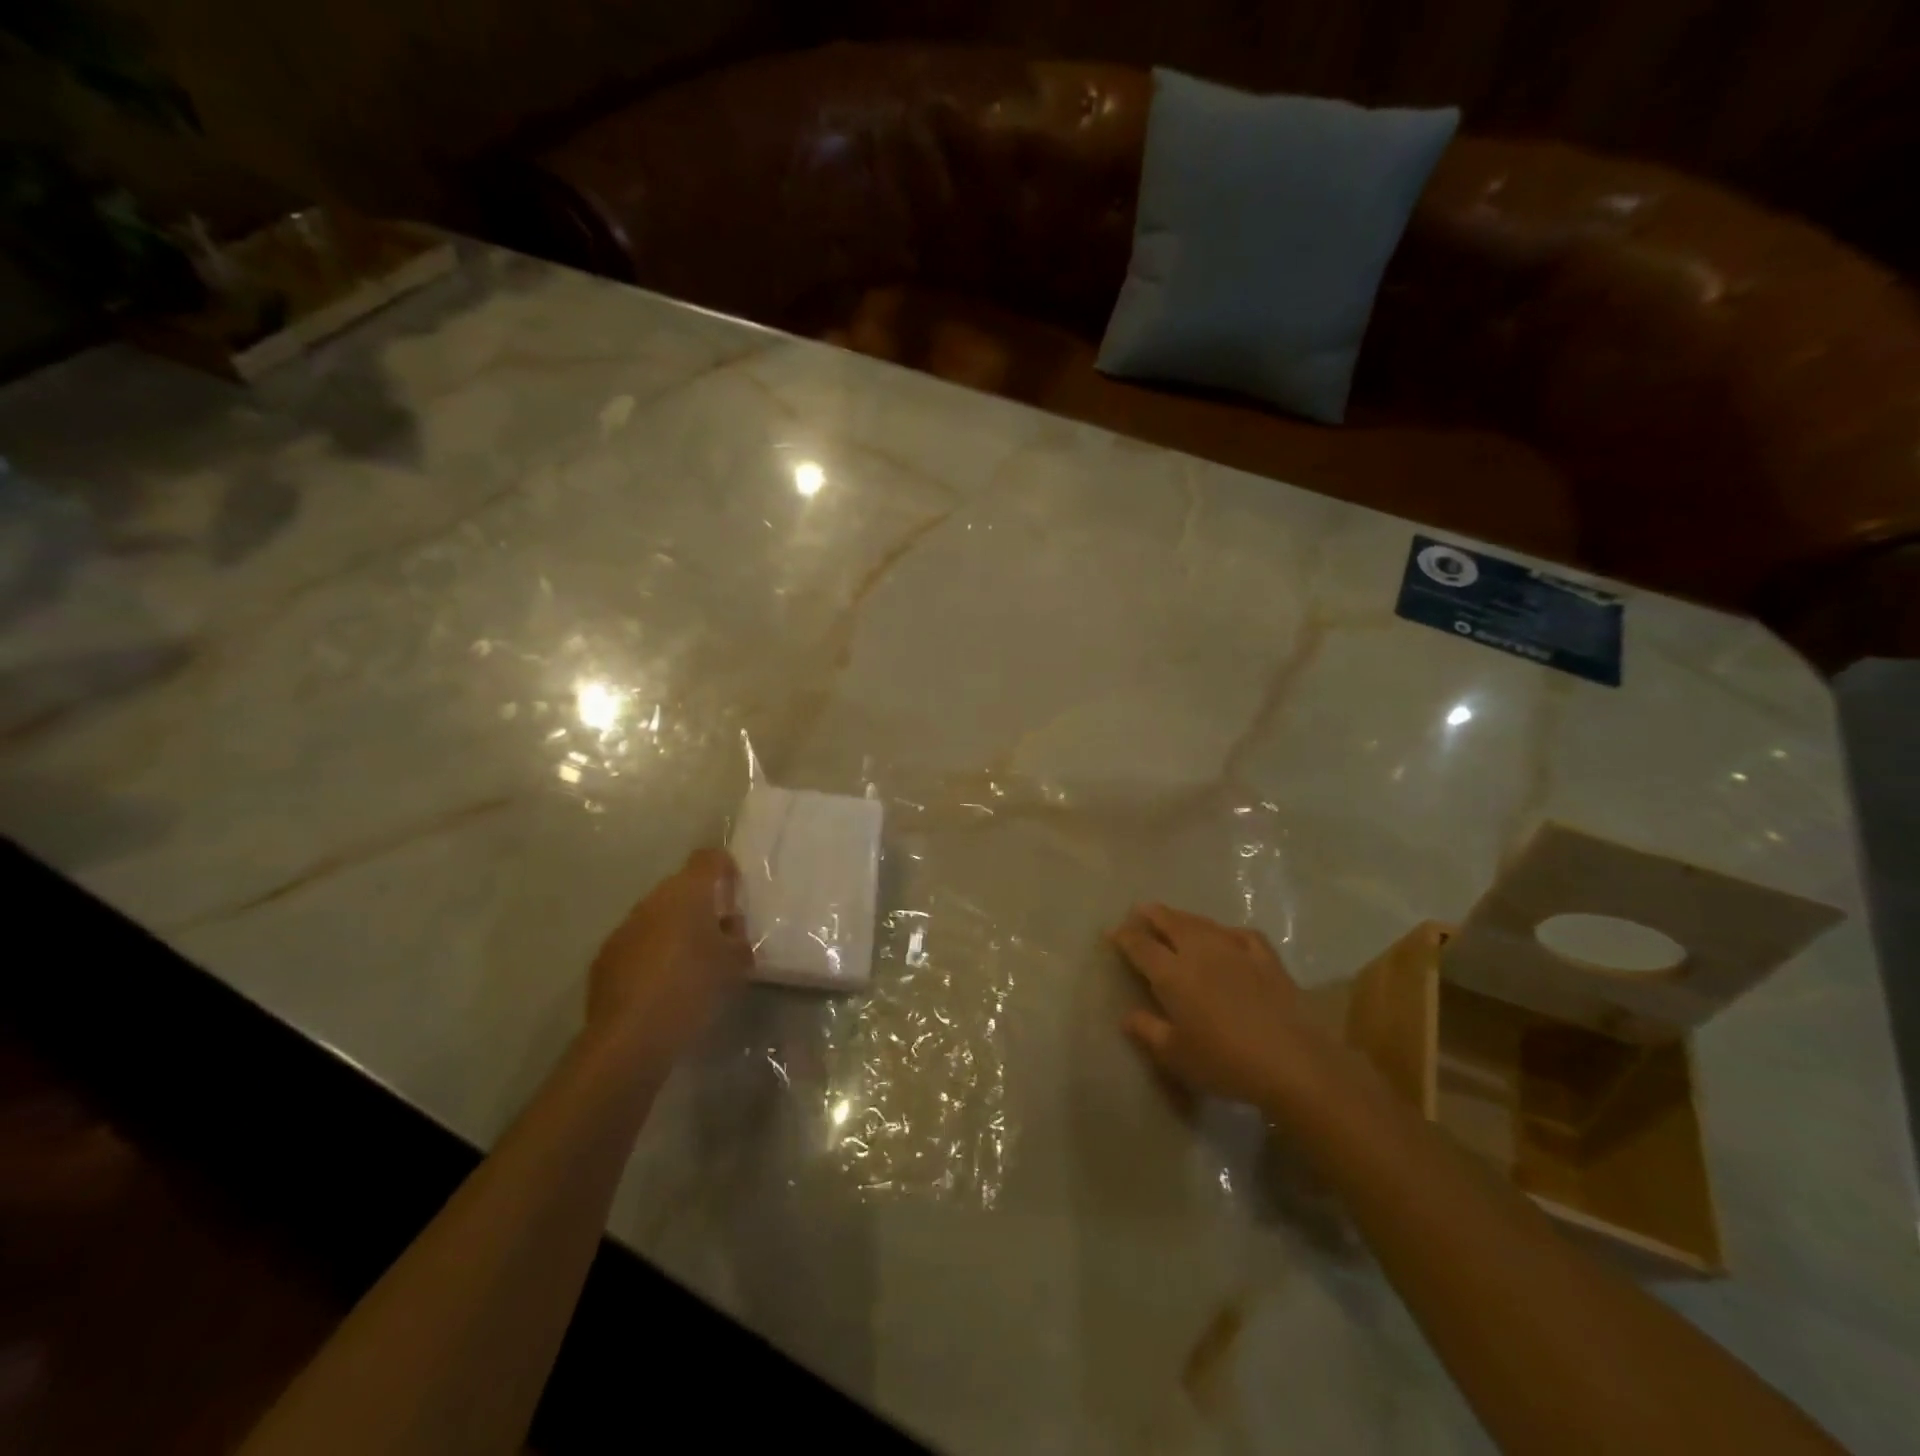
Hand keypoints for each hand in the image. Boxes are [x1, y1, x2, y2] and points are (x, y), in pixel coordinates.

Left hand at [585, 848, 753, 1078]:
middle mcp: (652, 901)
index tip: (735, 890)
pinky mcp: (605, 958)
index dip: (724, 868)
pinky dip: (652, 953)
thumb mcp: (735, 963)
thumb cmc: (693, 988)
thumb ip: (737, 937)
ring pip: (657, 916)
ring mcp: (624, 928)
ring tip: (692, 962)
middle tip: (720, 933)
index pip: (708, 859)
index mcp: (687, 893)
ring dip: (675, 930)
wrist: (631, 1037)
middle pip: (681, 888)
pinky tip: (663, 984)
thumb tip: (728, 927)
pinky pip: (637, 943)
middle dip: (700, 904)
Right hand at [1109, 903, 1335, 1112]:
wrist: (1292, 1063)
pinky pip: (1240, 934)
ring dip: (1184, 918)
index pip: (1141, 945)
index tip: (1112, 933)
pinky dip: (1226, 931)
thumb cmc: (1225, 1062)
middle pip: (1171, 922)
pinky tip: (1226, 937)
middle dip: (1152, 914)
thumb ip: (1148, 1031)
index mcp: (1173, 973)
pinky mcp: (1266, 958)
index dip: (1124, 936)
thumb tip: (1127, 1015)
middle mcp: (1200, 951)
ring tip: (1175, 918)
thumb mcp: (1176, 1055)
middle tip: (1139, 911)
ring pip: (1203, 923)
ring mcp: (1236, 950)